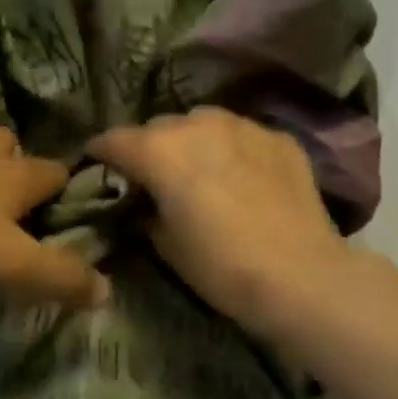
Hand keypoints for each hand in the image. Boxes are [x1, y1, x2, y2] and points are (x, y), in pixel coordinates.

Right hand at [90, 108, 348, 337]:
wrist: (300, 276)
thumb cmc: (219, 266)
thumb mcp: (165, 244)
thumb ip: (146, 211)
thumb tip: (145, 203)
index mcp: (159, 150)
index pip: (114, 140)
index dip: (100, 153)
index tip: (97, 165)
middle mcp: (197, 124)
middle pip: (159, 127)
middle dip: (150, 148)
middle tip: (154, 177)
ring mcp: (243, 126)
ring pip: (203, 122)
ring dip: (192, 141)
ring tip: (201, 170)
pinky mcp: (278, 138)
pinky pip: (242, 135)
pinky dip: (232, 149)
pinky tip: (242, 177)